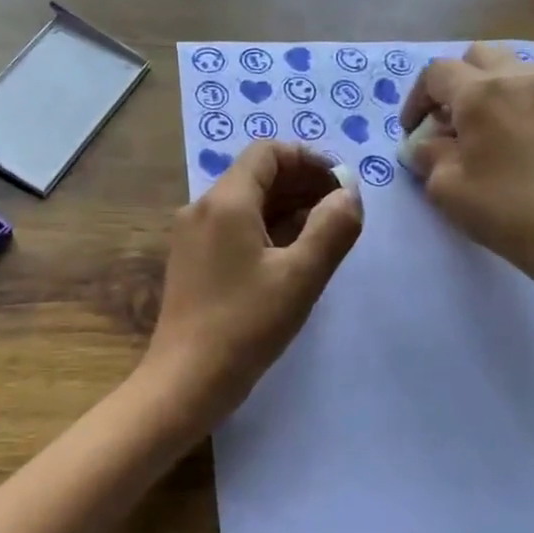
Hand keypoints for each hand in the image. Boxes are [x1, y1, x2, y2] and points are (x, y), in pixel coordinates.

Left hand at [142, 140, 361, 428]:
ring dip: (286, 207)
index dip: (309, 160)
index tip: (341, 184)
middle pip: (256, 175)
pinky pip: (233, 228)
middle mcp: (202, 208)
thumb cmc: (245, 325)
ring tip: (325, 231)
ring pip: (245, 203)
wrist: (185, 379)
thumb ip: (332, 228)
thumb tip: (348, 194)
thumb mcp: (301, 276)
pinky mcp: (192, 261)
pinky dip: (266, 229)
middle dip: (301, 183)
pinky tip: (292, 253)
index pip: (268, 153)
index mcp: (225, 201)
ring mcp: (193, 235)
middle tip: (341, 208)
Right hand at [400, 44, 533, 290]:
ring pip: (510, 69)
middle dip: (454, 84)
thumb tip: (424, 145)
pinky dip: (514, 105)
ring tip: (480, 132)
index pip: (436, 73)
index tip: (412, 132)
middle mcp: (519, 78)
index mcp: (481, 92)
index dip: (416, 99)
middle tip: (446, 122)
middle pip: (476, 57)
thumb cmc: (506, 209)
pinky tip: (513, 143)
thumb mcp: (446, 188)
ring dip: (486, 91)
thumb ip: (427, 156)